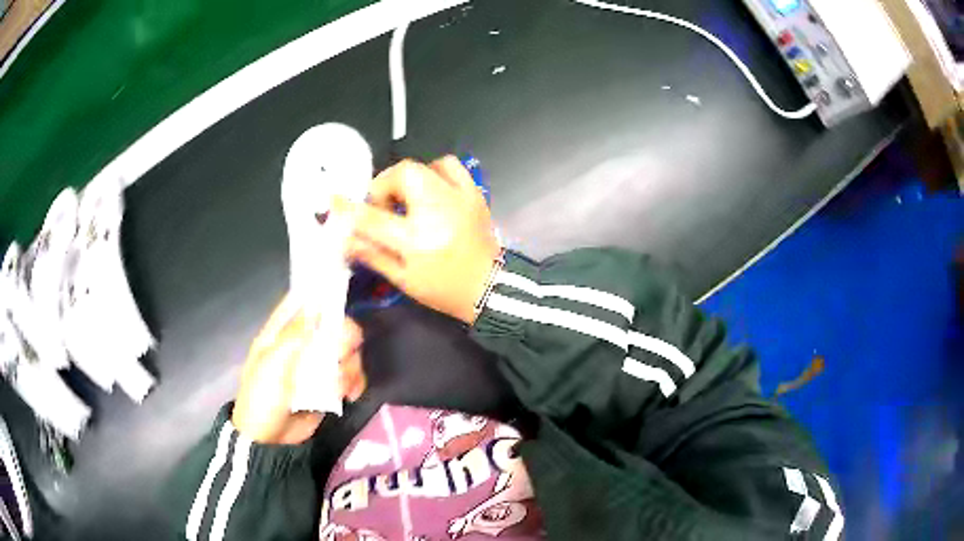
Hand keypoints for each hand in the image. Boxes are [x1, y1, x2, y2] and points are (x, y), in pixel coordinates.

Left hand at [232, 295, 365, 443]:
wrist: (268, 440)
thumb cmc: (262, 398)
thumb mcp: (272, 365)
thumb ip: (294, 335)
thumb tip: (316, 304)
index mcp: (281, 332)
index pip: (302, 301)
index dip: (321, 294)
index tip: (340, 296)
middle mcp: (303, 344)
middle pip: (335, 326)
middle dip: (343, 341)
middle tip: (338, 358)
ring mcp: (318, 366)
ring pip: (348, 352)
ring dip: (348, 368)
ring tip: (338, 389)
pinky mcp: (330, 387)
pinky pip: (352, 376)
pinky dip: (355, 383)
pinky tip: (350, 396)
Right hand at [334, 156, 500, 323]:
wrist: (491, 289)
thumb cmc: (444, 290)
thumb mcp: (403, 280)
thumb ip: (372, 255)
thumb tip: (345, 239)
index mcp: (416, 239)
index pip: (372, 216)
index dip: (348, 207)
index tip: (334, 200)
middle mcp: (437, 210)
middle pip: (402, 174)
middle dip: (384, 186)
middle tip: (383, 206)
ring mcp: (458, 198)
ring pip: (425, 165)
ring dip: (408, 178)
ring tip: (407, 199)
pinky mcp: (473, 194)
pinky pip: (451, 166)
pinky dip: (435, 171)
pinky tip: (432, 190)